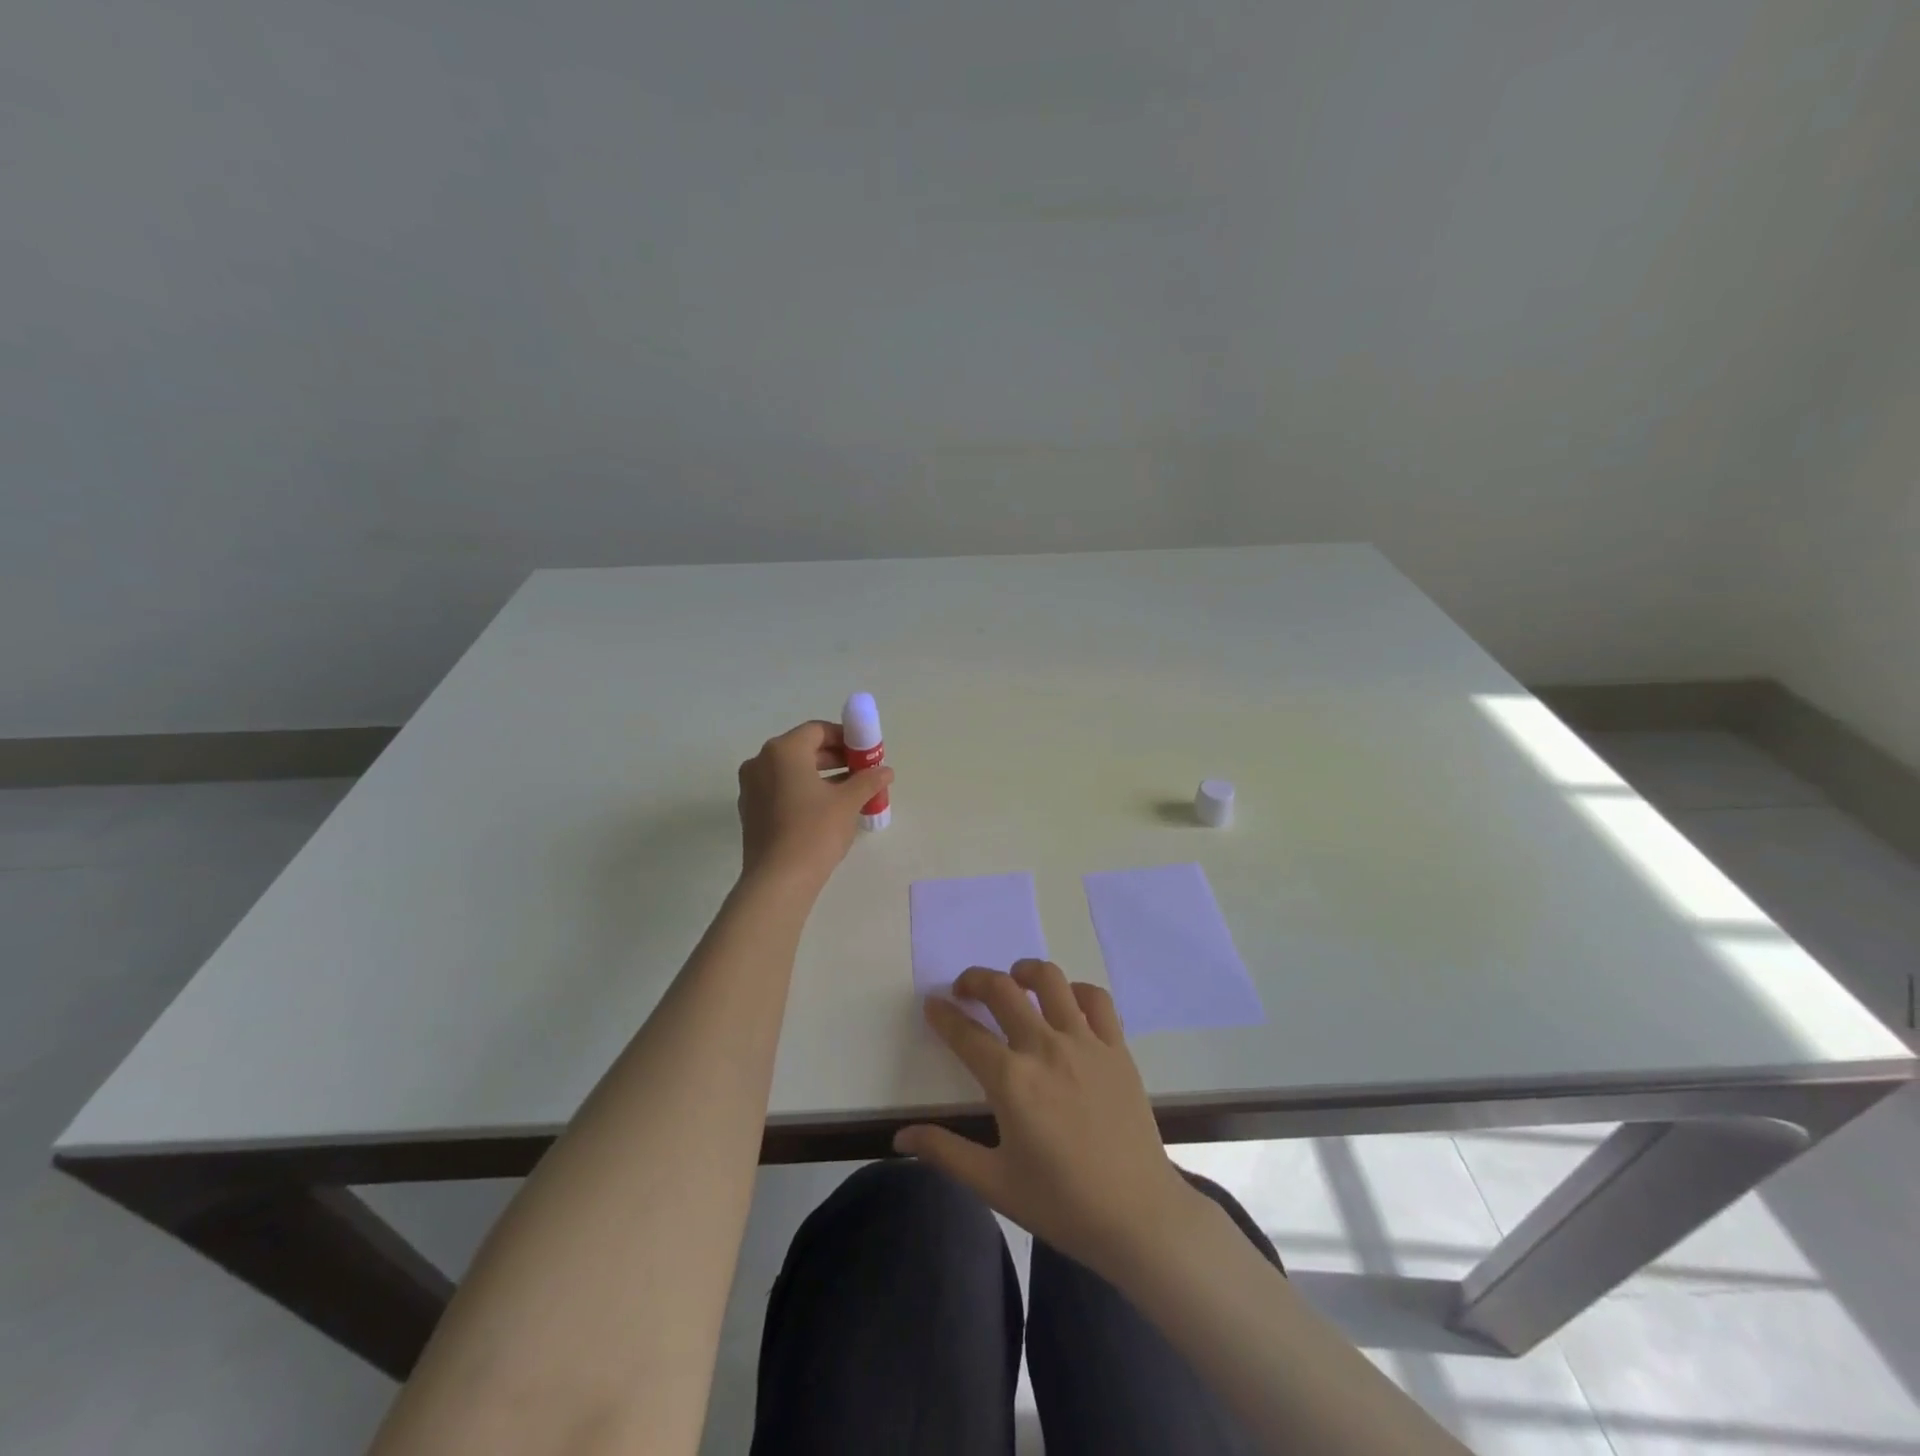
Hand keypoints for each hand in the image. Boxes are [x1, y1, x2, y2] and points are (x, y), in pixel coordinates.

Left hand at [736, 720, 892, 887]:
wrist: (778, 880)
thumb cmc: (814, 831)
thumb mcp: (848, 802)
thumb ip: (868, 780)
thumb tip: (885, 771)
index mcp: (783, 751)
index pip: (817, 731)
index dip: (845, 738)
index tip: (865, 753)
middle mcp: (761, 762)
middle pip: (803, 749)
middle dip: (834, 758)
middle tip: (861, 772)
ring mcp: (751, 788)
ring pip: (791, 771)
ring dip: (820, 776)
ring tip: (849, 793)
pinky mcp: (750, 811)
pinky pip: (780, 790)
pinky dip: (802, 792)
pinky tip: (825, 811)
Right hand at [894, 960, 1202, 1280]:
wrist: (1138, 1216)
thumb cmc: (1061, 1203)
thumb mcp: (994, 1184)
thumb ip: (945, 1152)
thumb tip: (900, 1136)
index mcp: (1011, 1081)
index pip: (965, 1033)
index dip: (942, 1015)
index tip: (931, 1005)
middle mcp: (1045, 1048)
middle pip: (1002, 990)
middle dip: (975, 980)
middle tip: (963, 989)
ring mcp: (1085, 1043)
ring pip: (1050, 981)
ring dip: (1024, 971)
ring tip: (1014, 980)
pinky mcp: (1116, 1048)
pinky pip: (1096, 1000)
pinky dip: (1077, 990)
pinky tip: (1067, 1002)